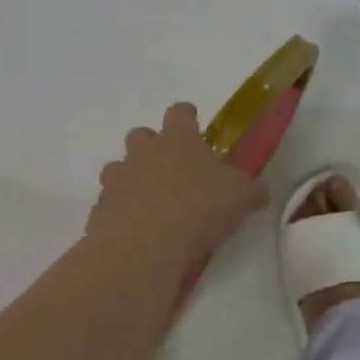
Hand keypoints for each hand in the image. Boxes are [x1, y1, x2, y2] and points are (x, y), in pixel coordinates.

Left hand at [85, 103, 269, 272]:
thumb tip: (260, 192)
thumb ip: (252, 190)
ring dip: (132, 178)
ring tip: (154, 202)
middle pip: (141, 134)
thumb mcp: (242, 197)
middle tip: (174, 168)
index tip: (196, 127)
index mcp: (179, 139)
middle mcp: (144, 152)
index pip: (180, 112)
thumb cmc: (199, 208)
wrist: (144, 247)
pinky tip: (140, 231)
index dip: (188, 117)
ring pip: (118, 168)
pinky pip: (110, 203)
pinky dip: (122, 212)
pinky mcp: (99, 211)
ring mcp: (117, 180)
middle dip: (153, 146)